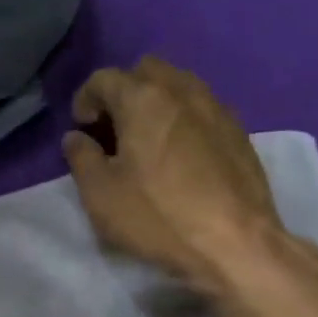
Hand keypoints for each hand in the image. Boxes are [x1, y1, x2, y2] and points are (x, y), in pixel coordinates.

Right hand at [63, 58, 283, 290]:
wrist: (237, 246)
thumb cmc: (158, 215)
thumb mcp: (100, 192)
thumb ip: (81, 157)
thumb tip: (77, 138)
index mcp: (143, 99)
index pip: (104, 78)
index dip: (85, 99)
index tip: (82, 129)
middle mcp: (182, 92)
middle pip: (147, 70)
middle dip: (124, 90)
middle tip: (114, 127)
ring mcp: (217, 110)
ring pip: (180, 85)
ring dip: (157, 101)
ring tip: (147, 139)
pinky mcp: (240, 134)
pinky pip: (203, 109)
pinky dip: (184, 119)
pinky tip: (180, 154)